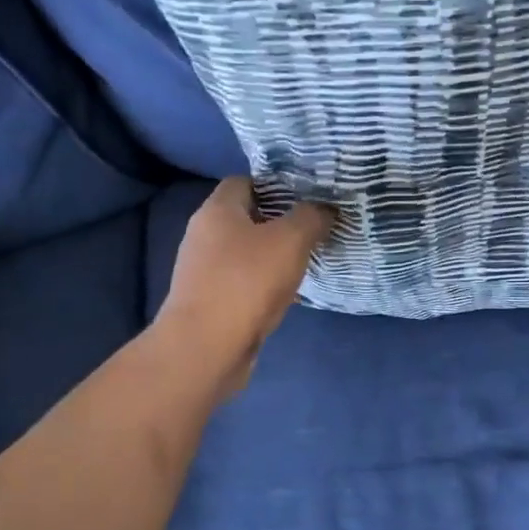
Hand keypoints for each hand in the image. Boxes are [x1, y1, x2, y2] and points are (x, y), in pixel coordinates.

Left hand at [155, 178, 335, 400]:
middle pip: (246, 217)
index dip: (276, 184)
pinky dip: (263, 283)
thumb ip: (311, 217)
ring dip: (273, 255)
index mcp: (217, 210)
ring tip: (306, 260)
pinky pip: (242, 282)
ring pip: (245, 252)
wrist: (206, 348)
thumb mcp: (291, 240)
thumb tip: (325, 208)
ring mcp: (203, 271)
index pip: (245, 181)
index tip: (307, 196)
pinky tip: (286, 292)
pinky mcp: (209, 301)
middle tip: (314, 228)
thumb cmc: (247, 282)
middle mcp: (203, 235)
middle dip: (279, 221)